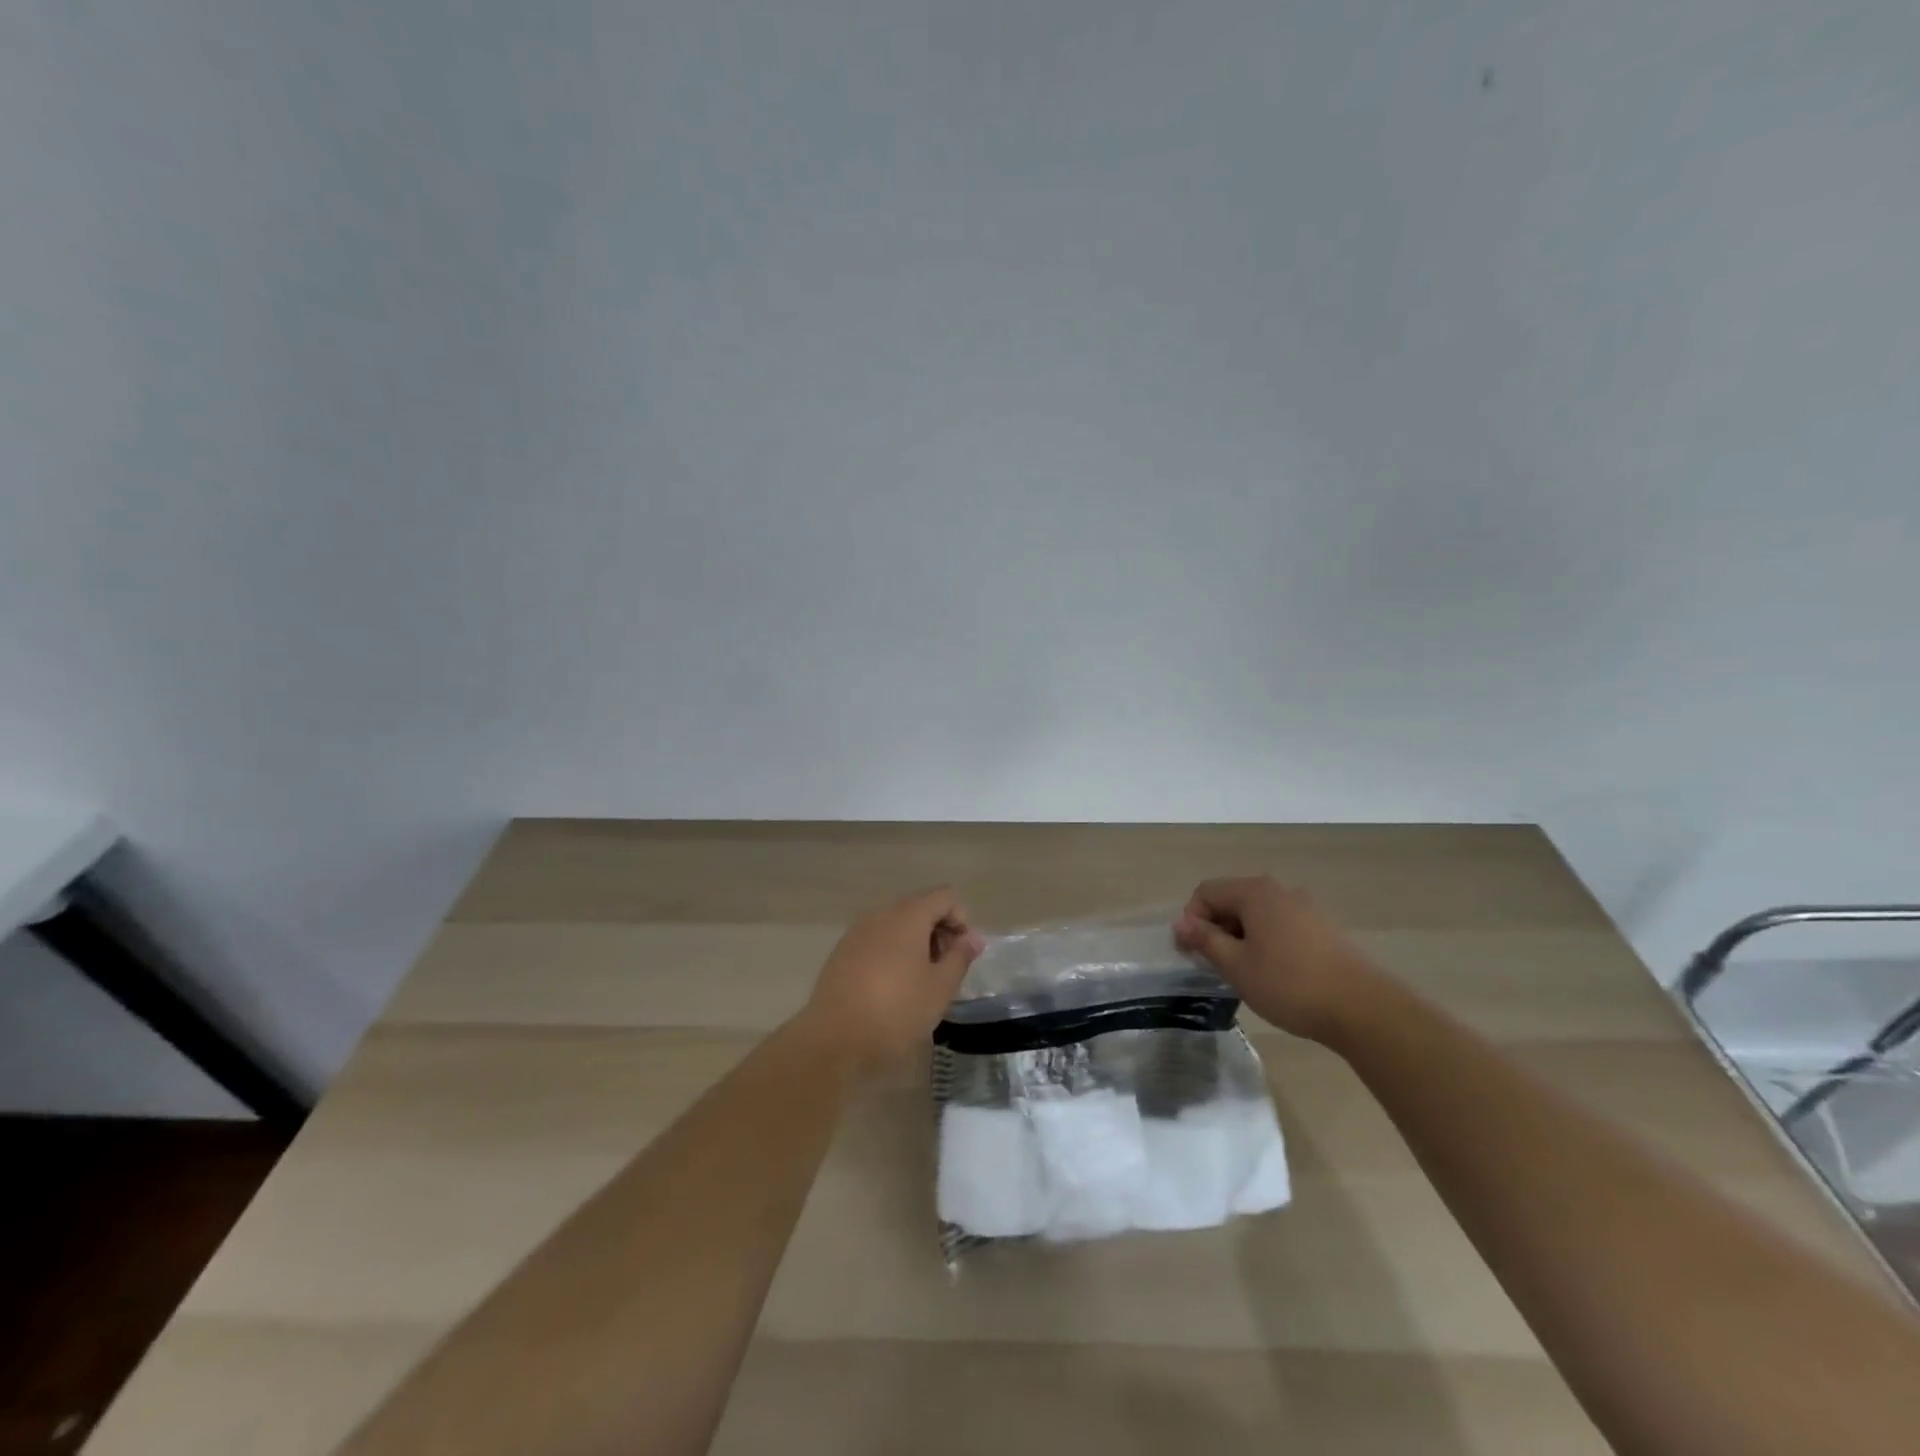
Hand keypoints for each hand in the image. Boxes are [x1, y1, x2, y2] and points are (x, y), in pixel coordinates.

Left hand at [797, 886, 983, 1068]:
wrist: (834, 1041)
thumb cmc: (896, 1011)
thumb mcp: (940, 988)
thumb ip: (960, 956)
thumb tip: (972, 937)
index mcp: (908, 915)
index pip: (945, 896)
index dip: (961, 920)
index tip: (961, 954)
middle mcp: (881, 914)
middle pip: (920, 907)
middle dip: (939, 932)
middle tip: (945, 971)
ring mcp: (857, 931)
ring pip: (897, 924)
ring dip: (916, 944)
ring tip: (920, 982)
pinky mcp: (842, 952)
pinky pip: (877, 940)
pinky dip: (892, 953)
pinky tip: (892, 987)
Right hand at [1174, 876, 1381, 1042]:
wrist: (1363, 1010)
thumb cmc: (1289, 984)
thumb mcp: (1236, 966)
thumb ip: (1205, 940)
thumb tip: (1181, 923)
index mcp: (1255, 892)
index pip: (1206, 892)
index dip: (1192, 921)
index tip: (1192, 954)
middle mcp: (1280, 890)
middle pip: (1232, 900)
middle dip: (1216, 929)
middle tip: (1215, 966)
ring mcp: (1306, 908)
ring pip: (1257, 915)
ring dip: (1241, 938)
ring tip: (1244, 973)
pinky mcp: (1324, 929)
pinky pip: (1281, 926)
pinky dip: (1266, 943)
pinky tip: (1274, 975)